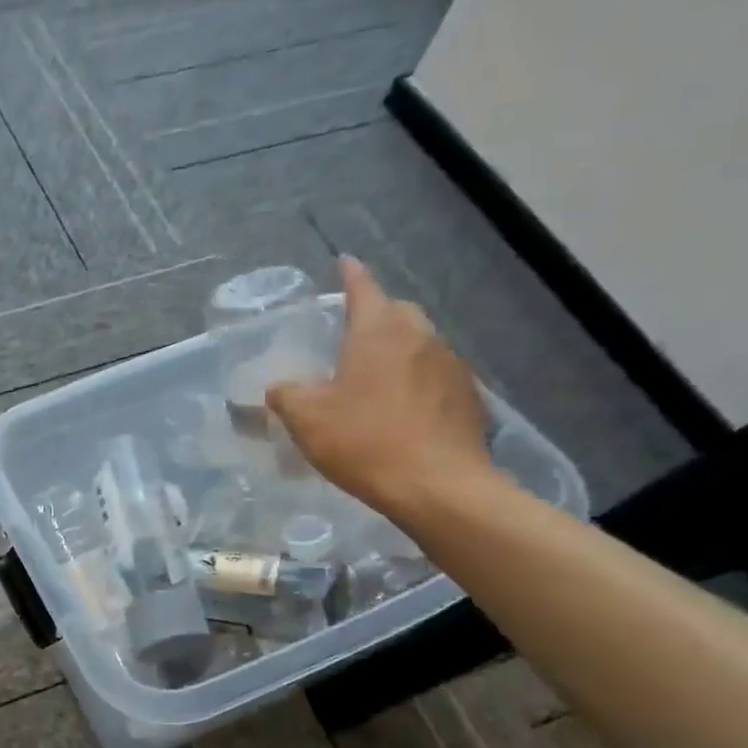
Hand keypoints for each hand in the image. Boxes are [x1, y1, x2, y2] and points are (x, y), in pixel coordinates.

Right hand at [266, 256, 492, 518]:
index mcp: (378, 331)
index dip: (350, 274)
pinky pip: (434, 375)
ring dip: (396, 350)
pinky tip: (400, 407)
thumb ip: (286, 394)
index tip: (344, 262)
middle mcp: (420, 337)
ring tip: (372, 374)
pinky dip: (415, 380)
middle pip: (396, 312)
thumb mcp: (306, 418)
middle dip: (374, 314)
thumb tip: (280, 387)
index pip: (363, 287)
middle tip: (350, 332)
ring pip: (418, 343)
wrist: (439, 486)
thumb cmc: (365, 441)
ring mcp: (450, 365)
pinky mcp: (468, 397)